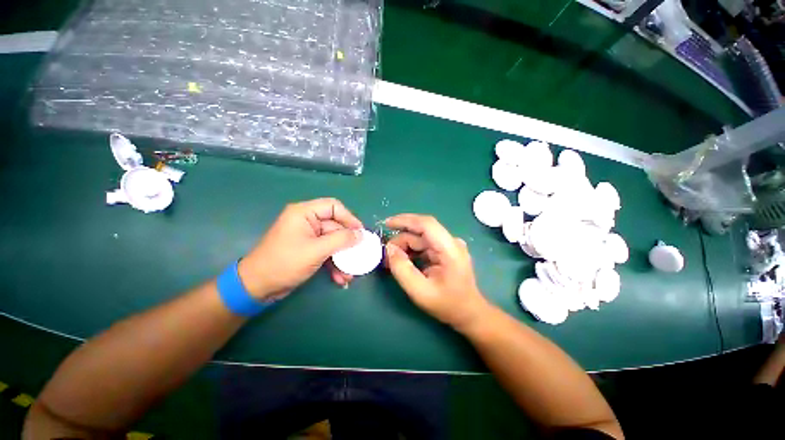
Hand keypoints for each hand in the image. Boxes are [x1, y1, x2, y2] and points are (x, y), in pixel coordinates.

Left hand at [238, 198, 362, 300]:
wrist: (257, 287)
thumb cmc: (285, 263)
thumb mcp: (316, 250)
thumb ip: (341, 240)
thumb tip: (361, 235)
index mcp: (304, 213)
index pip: (333, 207)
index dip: (349, 218)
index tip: (360, 233)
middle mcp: (307, 222)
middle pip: (336, 227)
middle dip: (347, 244)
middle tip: (359, 256)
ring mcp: (308, 237)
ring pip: (333, 242)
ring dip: (342, 257)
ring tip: (350, 274)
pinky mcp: (309, 250)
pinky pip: (327, 252)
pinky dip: (334, 263)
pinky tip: (340, 278)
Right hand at [385, 214, 490, 329]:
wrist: (468, 313)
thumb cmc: (447, 304)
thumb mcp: (420, 291)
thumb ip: (402, 270)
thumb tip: (389, 250)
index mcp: (450, 249)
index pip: (427, 224)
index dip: (405, 220)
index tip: (387, 224)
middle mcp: (451, 242)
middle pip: (421, 232)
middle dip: (401, 240)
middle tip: (386, 255)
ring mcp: (449, 246)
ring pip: (420, 238)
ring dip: (405, 247)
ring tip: (392, 261)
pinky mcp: (445, 251)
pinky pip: (424, 245)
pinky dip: (411, 251)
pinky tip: (403, 261)